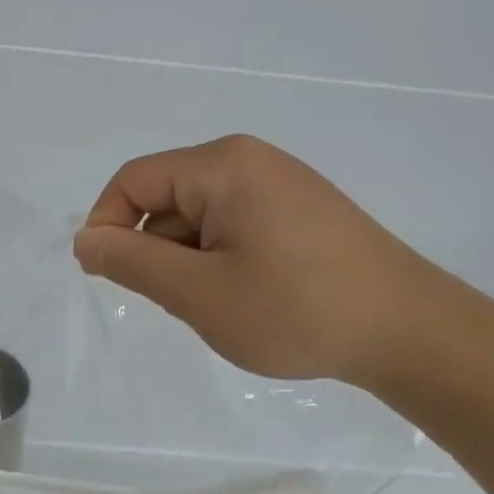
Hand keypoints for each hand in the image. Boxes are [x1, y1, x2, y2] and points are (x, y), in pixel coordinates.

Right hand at [72, 134, 434, 388]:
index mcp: (223, 166)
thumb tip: (85, 240)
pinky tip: (250, 298)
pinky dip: (222, 261)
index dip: (107, 226)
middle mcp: (250, 161)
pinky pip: (234, 226)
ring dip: (190, 261)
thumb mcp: (199, 292)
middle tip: (183, 303)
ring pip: (199, 218)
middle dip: (156, 251)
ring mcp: (280, 185)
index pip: (134, 181)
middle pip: (167, 197)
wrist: (408, 331)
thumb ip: (132, 262)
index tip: (109, 279)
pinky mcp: (300, 211)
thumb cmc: (295, 310)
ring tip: (224, 306)